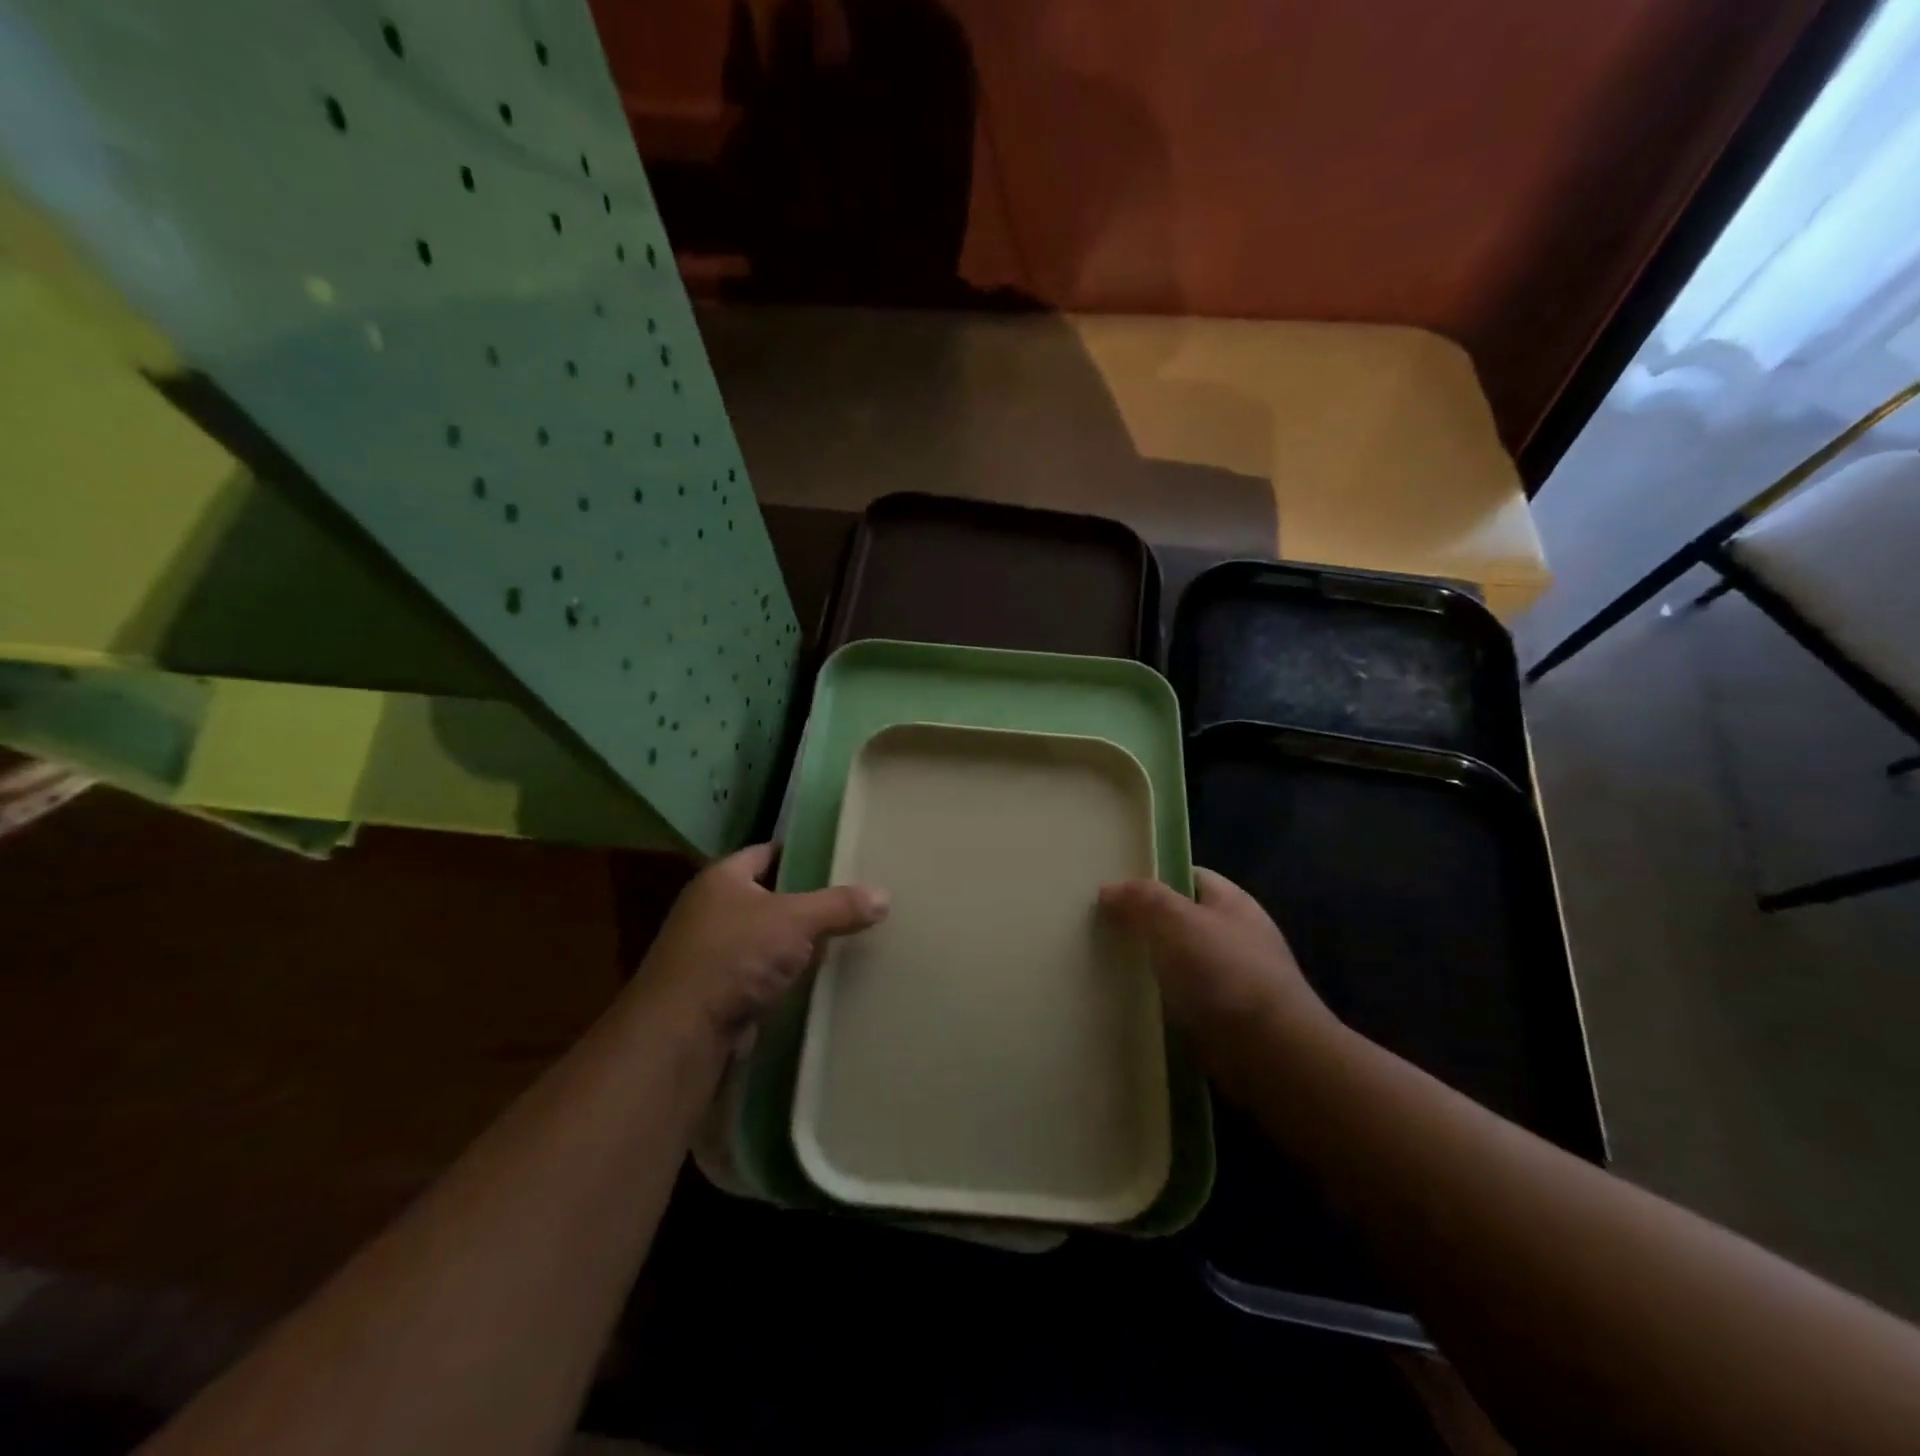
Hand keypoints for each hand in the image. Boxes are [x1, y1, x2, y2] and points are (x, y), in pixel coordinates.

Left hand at [638, 844, 888, 1039]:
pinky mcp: (720, 991)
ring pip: (768, 937)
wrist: (682, 1033)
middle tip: (853, 897)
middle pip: (770, 895)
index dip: (802, 852)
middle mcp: (712, 909)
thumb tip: (884, 895)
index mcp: (722, 878)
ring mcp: (713, 952)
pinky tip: (818, 977)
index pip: (767, 852)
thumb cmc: (735, 956)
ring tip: (845, 936)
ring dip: (797, 941)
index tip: (839, 856)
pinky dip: (786, 974)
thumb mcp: (796, 921)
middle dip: (807, 900)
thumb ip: (839, 905)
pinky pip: (763, 972)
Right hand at [1099, 868, 1334, 1096]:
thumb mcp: (1176, 920)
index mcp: (1231, 902)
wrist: (1270, 1053)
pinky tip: (1128, 1005)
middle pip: (1179, 920)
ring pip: (1177, 963)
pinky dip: (1158, 1002)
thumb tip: (1108, 889)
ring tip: (1103, 966)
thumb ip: (1141, 898)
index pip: (1188, 877)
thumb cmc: (1224, 972)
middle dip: (1143, 924)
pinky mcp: (1222, 1019)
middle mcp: (1234, 936)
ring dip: (1147, 967)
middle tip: (1098, 928)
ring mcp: (1231, 980)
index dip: (1152, 878)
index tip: (1113, 890)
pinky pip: (1180, 1001)